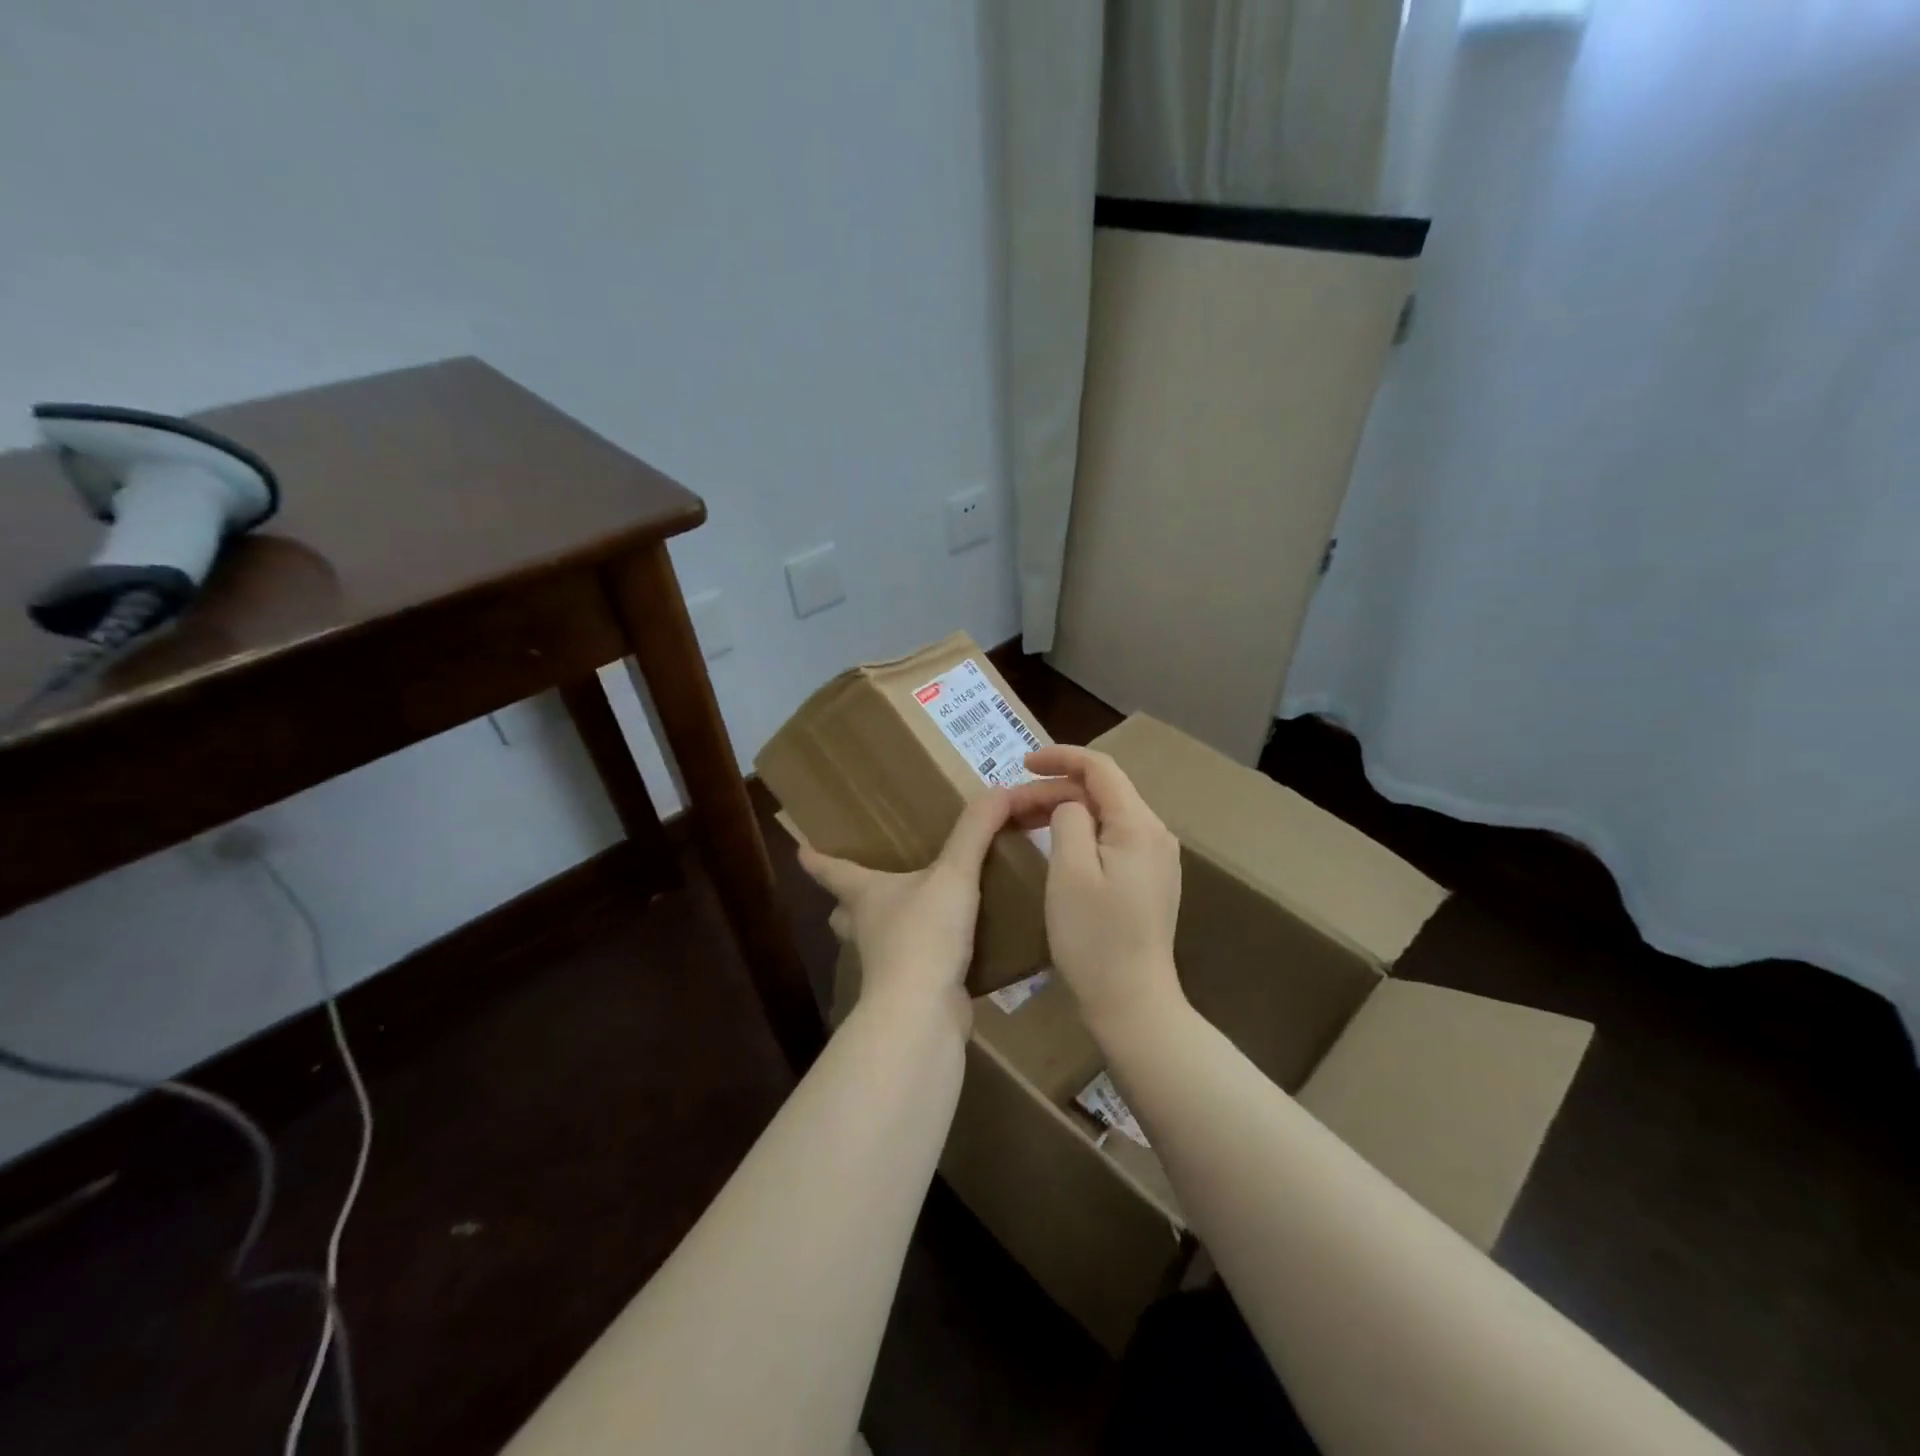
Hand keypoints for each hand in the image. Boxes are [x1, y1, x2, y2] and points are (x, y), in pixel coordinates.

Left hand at [800, 785, 1072, 1026]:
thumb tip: (999, 791)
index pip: (831, 870)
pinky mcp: (909, 989)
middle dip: (849, 901)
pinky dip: (923, 955)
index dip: (816, 858)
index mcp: (865, 895)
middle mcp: (867, 928)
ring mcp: (884, 963)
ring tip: (912, 912)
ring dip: (886, 928)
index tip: (800, 848)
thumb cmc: (924, 934)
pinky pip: (911, 964)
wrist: (923, 1012)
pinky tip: (949, 947)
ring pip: (875, 940)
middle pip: (845, 911)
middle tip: (864, 886)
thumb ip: (975, 832)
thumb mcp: (953, 875)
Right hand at [1024, 745, 1184, 1039]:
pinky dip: (1080, 833)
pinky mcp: (1149, 881)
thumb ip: (1067, 820)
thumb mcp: (1069, 872)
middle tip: (1011, 805)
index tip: (1021, 764)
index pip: (1100, 768)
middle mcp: (1155, 834)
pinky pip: (1112, 839)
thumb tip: (1069, 805)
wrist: (1133, 1003)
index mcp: (1138, 825)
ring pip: (1106, 816)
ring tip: (1025, 821)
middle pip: (1102, 791)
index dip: (1060, 757)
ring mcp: (1156, 860)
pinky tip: (1055, 845)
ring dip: (1065, 811)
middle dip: (1055, 790)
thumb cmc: (1094, 938)